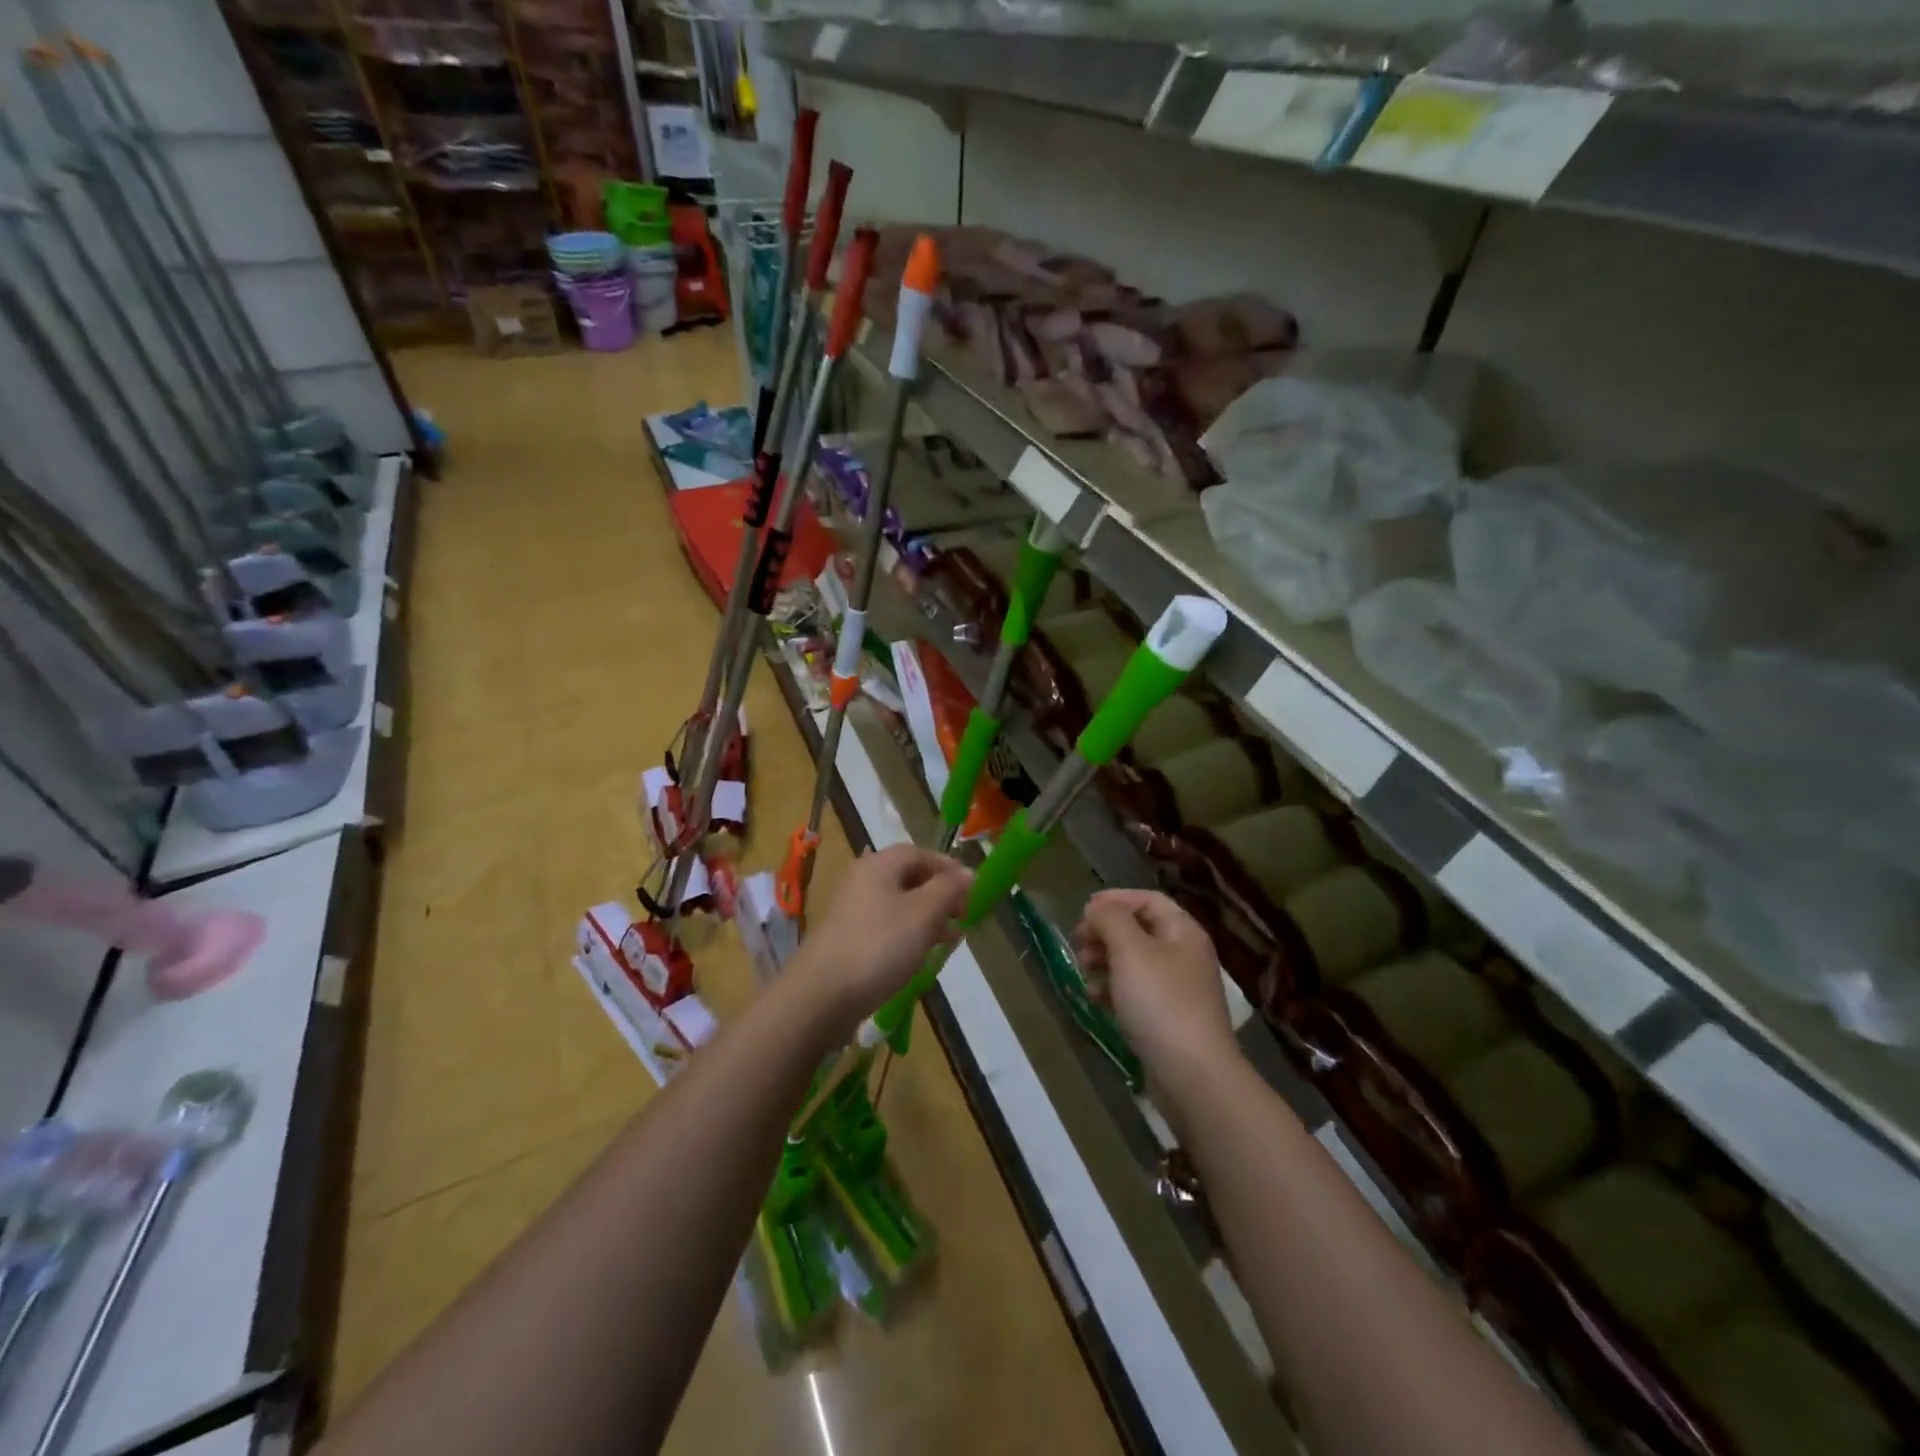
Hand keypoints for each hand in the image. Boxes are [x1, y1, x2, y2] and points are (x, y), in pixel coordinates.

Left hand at [793, 845, 972, 1035]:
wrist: (821, 995)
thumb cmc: (879, 945)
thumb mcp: (923, 913)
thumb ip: (948, 889)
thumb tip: (968, 872)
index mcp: (879, 865)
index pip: (919, 853)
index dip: (947, 867)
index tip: (972, 889)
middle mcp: (862, 880)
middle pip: (908, 877)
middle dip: (939, 894)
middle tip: (963, 915)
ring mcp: (852, 911)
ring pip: (898, 903)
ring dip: (927, 916)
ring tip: (951, 938)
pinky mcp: (848, 939)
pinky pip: (886, 926)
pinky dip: (908, 933)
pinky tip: (922, 954)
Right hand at [1075, 890, 1238, 1091]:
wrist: (1193, 1075)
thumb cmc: (1161, 1002)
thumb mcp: (1131, 950)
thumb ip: (1110, 919)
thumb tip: (1097, 909)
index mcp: (1183, 932)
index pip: (1148, 900)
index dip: (1115, 899)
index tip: (1083, 910)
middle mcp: (1183, 955)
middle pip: (1139, 930)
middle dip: (1105, 931)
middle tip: (1077, 941)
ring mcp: (1177, 989)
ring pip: (1134, 962)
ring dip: (1104, 960)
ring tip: (1082, 969)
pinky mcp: (1167, 1019)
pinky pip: (1135, 992)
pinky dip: (1112, 989)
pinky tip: (1094, 998)